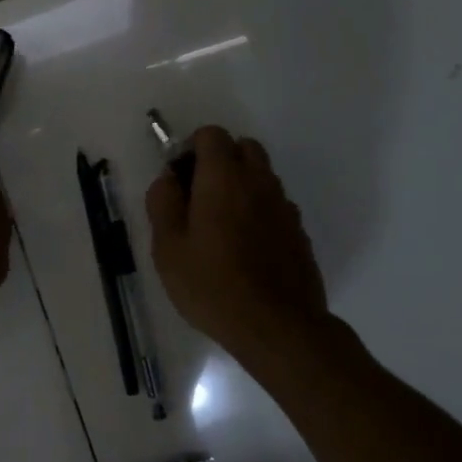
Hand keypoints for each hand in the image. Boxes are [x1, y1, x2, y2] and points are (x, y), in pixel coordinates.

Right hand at [145, 126, 330, 366]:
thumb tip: (168, 178)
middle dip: (219, 161)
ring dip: (240, 185)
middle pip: (242, 148)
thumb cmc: (212, 286)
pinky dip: (258, 210)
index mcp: (224, 178)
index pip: (211, 135)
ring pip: (261, 176)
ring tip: (220, 227)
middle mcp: (259, 182)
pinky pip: (274, 205)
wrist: (277, 326)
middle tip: (198, 198)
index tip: (178, 180)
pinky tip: (245, 248)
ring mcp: (284, 206)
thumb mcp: (168, 248)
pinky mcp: (298, 231)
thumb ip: (163, 203)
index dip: (190, 149)